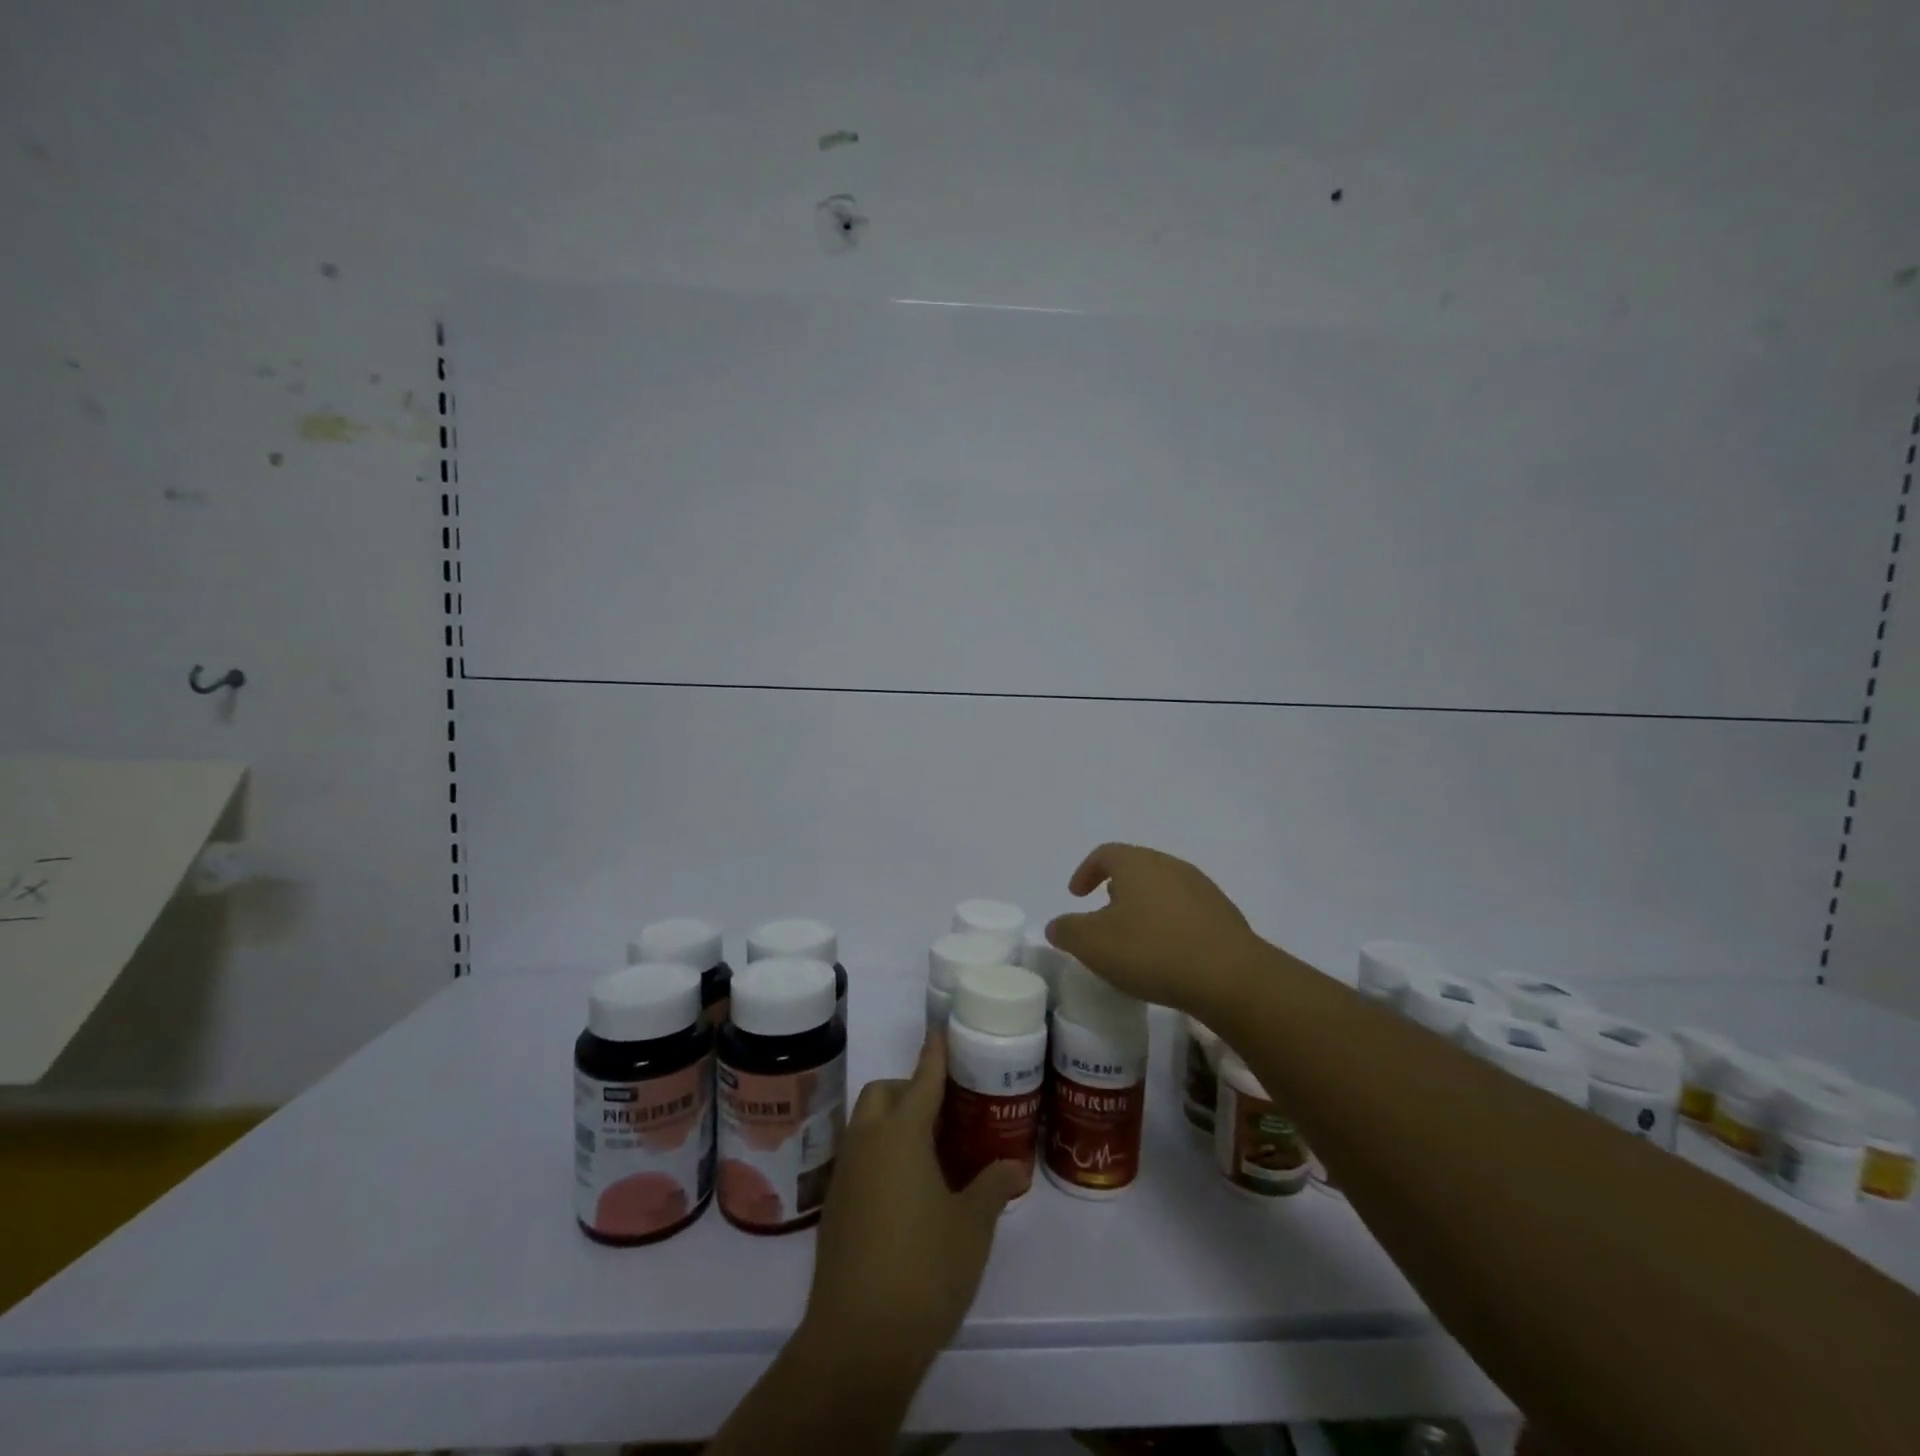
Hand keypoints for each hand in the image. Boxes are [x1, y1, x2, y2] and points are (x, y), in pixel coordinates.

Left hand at [800, 1034, 1024, 1374]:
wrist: (857, 1341)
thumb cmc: (923, 1269)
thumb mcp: (972, 1226)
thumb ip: (993, 1187)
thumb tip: (1014, 1167)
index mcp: (902, 1134)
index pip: (921, 1080)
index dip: (934, 1055)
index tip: (940, 1033)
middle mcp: (868, 1143)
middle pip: (882, 1094)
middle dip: (908, 1089)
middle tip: (943, 1111)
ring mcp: (846, 1175)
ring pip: (866, 1125)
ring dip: (892, 1122)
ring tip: (929, 1151)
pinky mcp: (834, 1208)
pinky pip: (858, 1159)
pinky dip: (880, 1155)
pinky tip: (905, 1191)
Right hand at [1046, 842, 1263, 1013]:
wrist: (1230, 977)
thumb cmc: (1151, 951)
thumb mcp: (1093, 944)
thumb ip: (1068, 931)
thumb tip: (1056, 925)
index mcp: (1137, 864)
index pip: (1106, 854)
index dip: (1086, 871)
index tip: (1076, 895)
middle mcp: (1171, 866)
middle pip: (1137, 868)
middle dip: (1117, 888)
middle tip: (1104, 915)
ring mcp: (1202, 889)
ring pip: (1163, 889)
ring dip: (1145, 907)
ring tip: (1135, 938)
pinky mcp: (1224, 916)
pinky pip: (1187, 912)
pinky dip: (1170, 925)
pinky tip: (1168, 955)